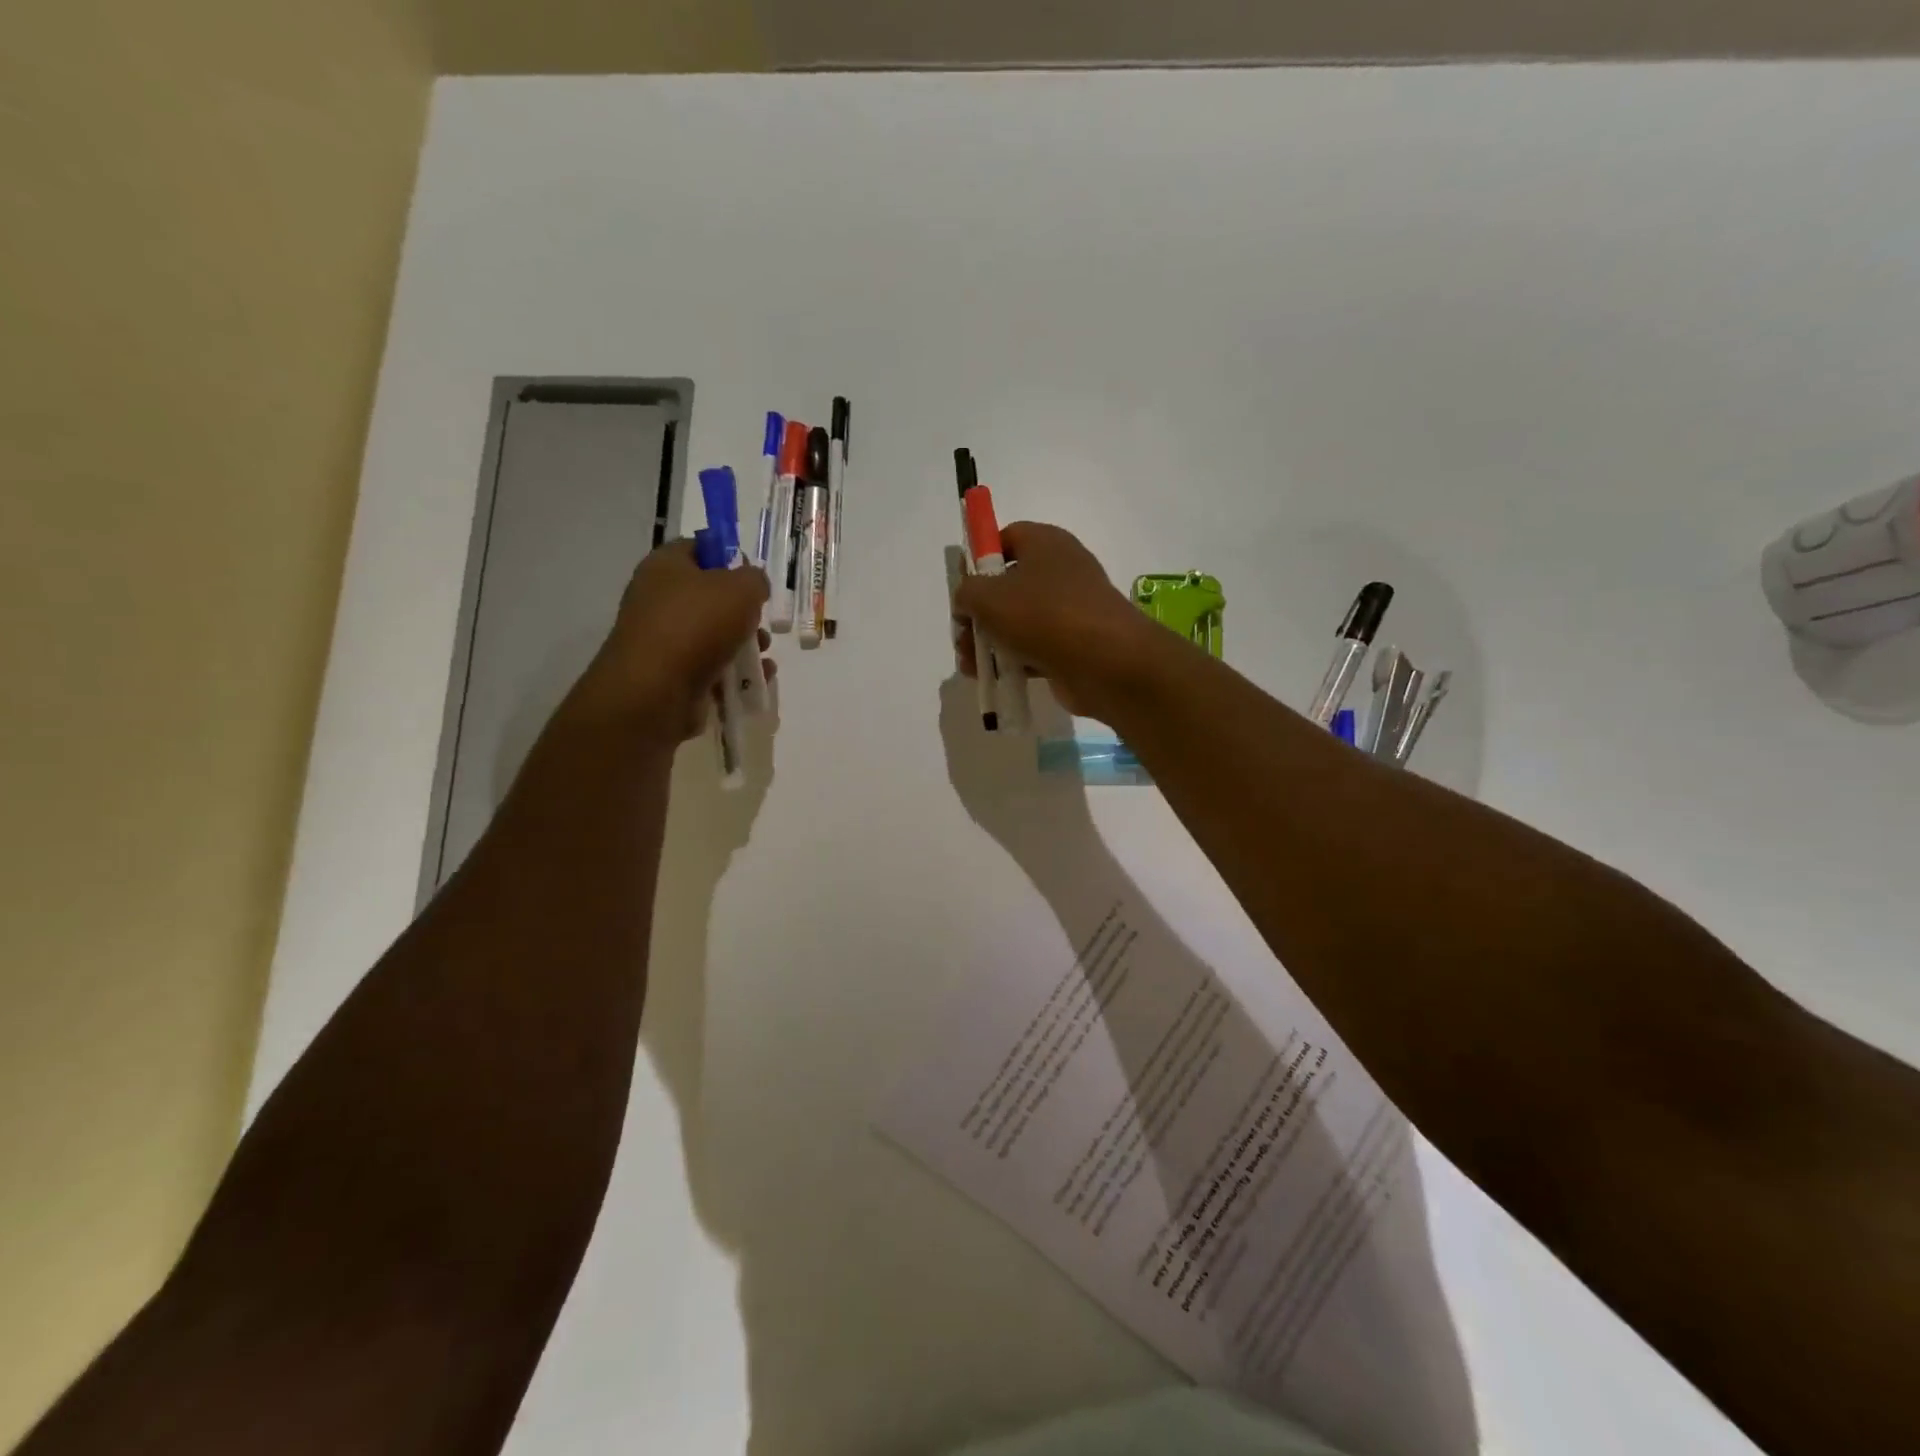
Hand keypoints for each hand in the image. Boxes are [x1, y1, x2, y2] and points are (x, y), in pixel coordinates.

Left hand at [573, 541, 772, 743]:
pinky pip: (710, 667)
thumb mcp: (741, 588)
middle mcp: (658, 599)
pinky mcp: (671, 675)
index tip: (752, 576)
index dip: (727, 556)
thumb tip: (752, 585)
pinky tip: (755, 681)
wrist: (656, 690)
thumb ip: (754, 579)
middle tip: (760, 620)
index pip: (697, 548)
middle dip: (743, 610)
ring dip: (744, 644)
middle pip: (709, 596)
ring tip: (763, 655)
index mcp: (665, 566)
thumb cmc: (697, 625)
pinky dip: (734, 674)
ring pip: (713, 635)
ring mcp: (663, 639)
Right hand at [951, 522, 1160, 719]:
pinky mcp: (1074, 644)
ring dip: (991, 642)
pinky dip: (1014, 661)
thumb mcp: (987, 597)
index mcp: (1045, 543)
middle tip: (962, 636)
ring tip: (972, 666)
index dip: (980, 560)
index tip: (962, 587)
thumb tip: (966, 603)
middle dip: (979, 613)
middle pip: (1008, 585)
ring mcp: (1070, 609)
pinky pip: (1035, 648)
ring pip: (1019, 621)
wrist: (1105, 662)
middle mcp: (1060, 570)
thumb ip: (965, 593)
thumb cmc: (1043, 615)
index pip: (1007, 538)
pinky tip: (994, 677)